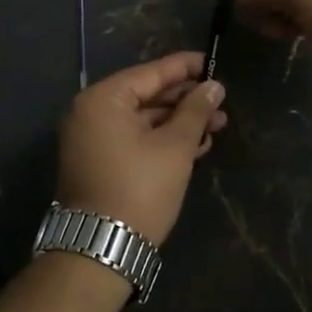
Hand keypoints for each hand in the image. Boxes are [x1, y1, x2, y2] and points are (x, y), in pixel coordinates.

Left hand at [56, 52, 227, 244]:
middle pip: (147, 95)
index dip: (185, 67)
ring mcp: (92, 140)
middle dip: (186, 100)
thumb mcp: (174, 147)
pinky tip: (195, 146)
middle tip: (221, 102)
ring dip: (179, 123)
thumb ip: (195, 111)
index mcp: (103, 100)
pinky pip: (134, 139)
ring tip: (217, 126)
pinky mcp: (99, 163)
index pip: (151, 73)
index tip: (213, 62)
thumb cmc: (140, 189)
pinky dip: (162, 140)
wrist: (102, 249)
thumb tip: (214, 86)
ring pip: (143, 120)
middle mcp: (91, 113)